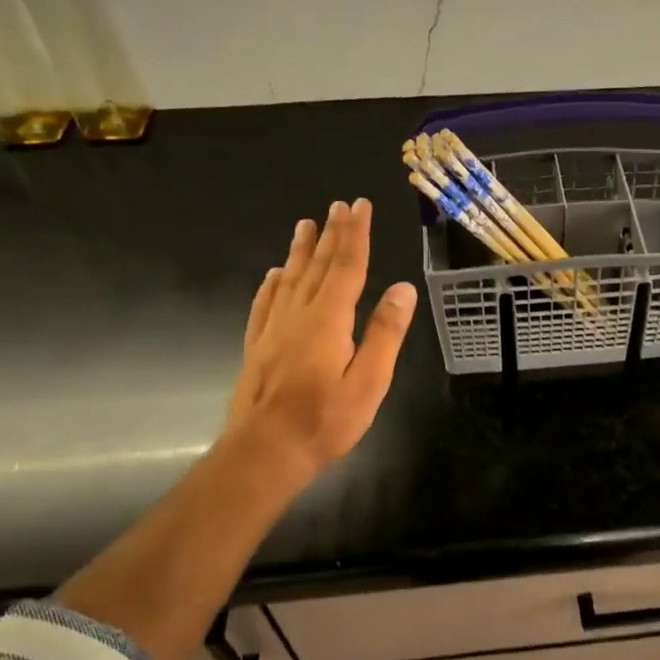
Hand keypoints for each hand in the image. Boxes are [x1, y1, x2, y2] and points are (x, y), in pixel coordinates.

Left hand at [224, 198, 417, 488]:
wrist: (263, 453)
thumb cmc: (324, 422)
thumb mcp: (369, 382)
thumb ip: (385, 333)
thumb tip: (402, 288)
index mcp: (329, 320)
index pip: (346, 267)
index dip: (355, 235)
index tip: (359, 206)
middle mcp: (298, 315)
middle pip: (317, 266)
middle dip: (331, 234)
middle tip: (338, 206)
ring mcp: (273, 330)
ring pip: (289, 279)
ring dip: (300, 251)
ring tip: (305, 225)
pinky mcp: (257, 347)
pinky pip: (265, 304)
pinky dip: (272, 284)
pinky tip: (274, 275)